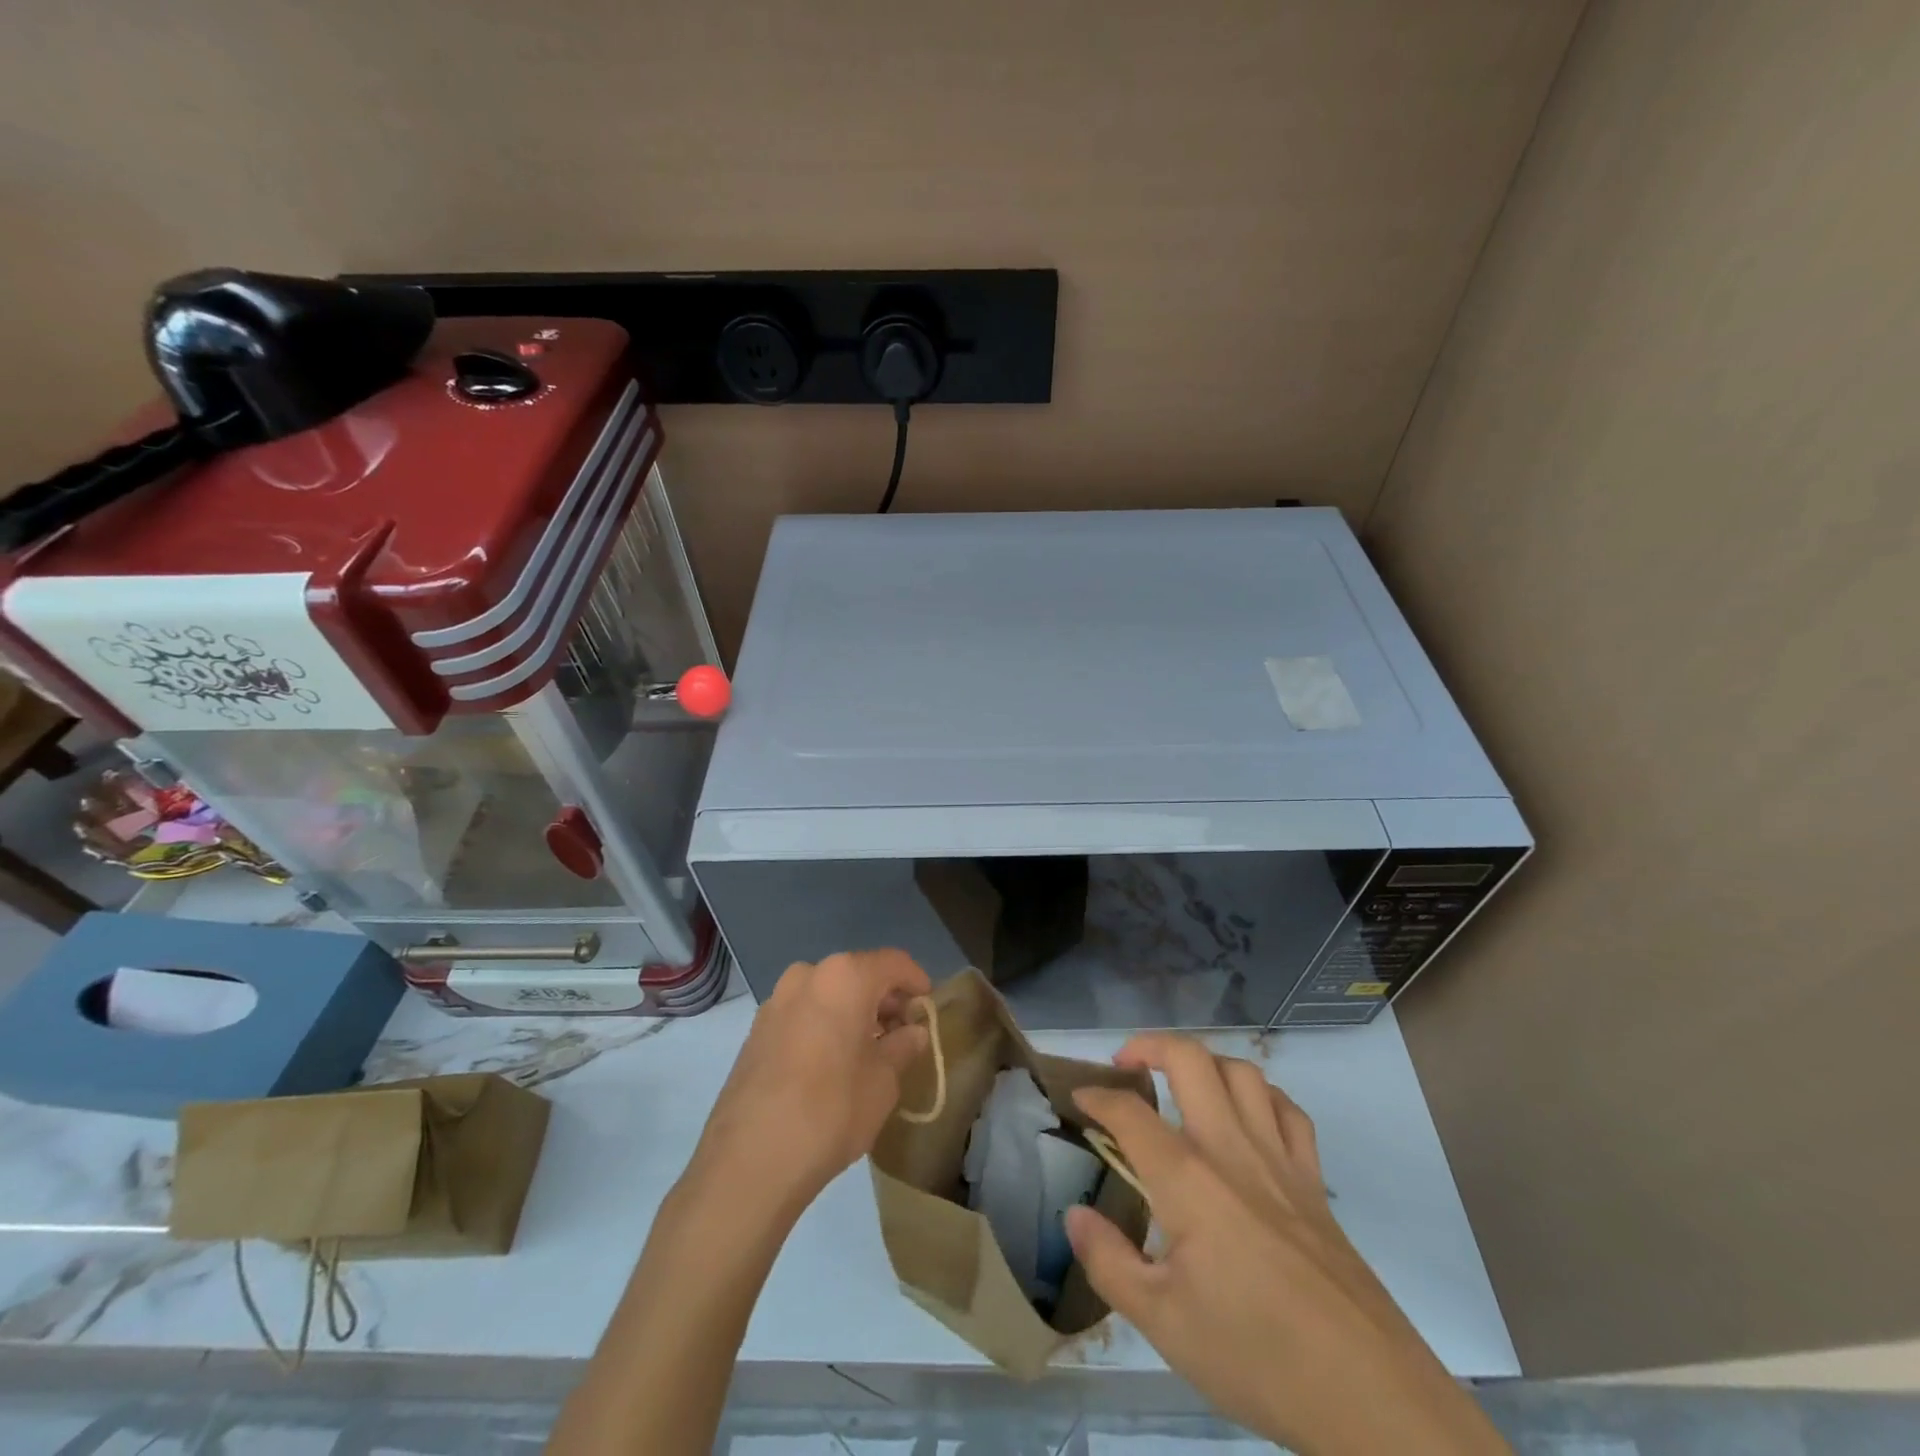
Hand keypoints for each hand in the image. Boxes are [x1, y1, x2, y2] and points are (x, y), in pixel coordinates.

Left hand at [691, 949, 931, 1216]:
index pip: (893, 963)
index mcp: (844, 977)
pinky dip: (824, 1024)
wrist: (750, 1160)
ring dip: (852, 1012)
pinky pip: (803, 1013)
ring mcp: (776, 1001)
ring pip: (827, 994)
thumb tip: (913, 1032)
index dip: (916, 981)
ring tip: (869, 1049)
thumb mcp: (884, 1081)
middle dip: (883, 999)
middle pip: (857, 974)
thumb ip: (903, 1047)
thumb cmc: (832, 1110)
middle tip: (902, 1032)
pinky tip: (833, 1062)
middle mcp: (807, 976)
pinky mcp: (755, 1030)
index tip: (928, 1006)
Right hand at [1069, 1036, 1510, 1455]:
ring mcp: (1278, 1157)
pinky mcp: (1313, 1180)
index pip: (1129, 1112)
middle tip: (1126, 1065)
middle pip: (1189, 1058)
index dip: (1096, 1097)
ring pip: (1241, 1072)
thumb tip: (1074, 1213)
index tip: (1077, 1099)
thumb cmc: (1255, 1355)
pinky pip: (1288, 1109)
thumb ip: (1108, 1261)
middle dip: (1148, 1046)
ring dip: (1205, 1063)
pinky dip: (1261, 1095)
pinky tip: (1247, 1115)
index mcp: (1186, 1179)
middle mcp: (1230, 1148)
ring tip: (1183, 1083)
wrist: (1368, 1393)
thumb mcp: (1162, 1323)